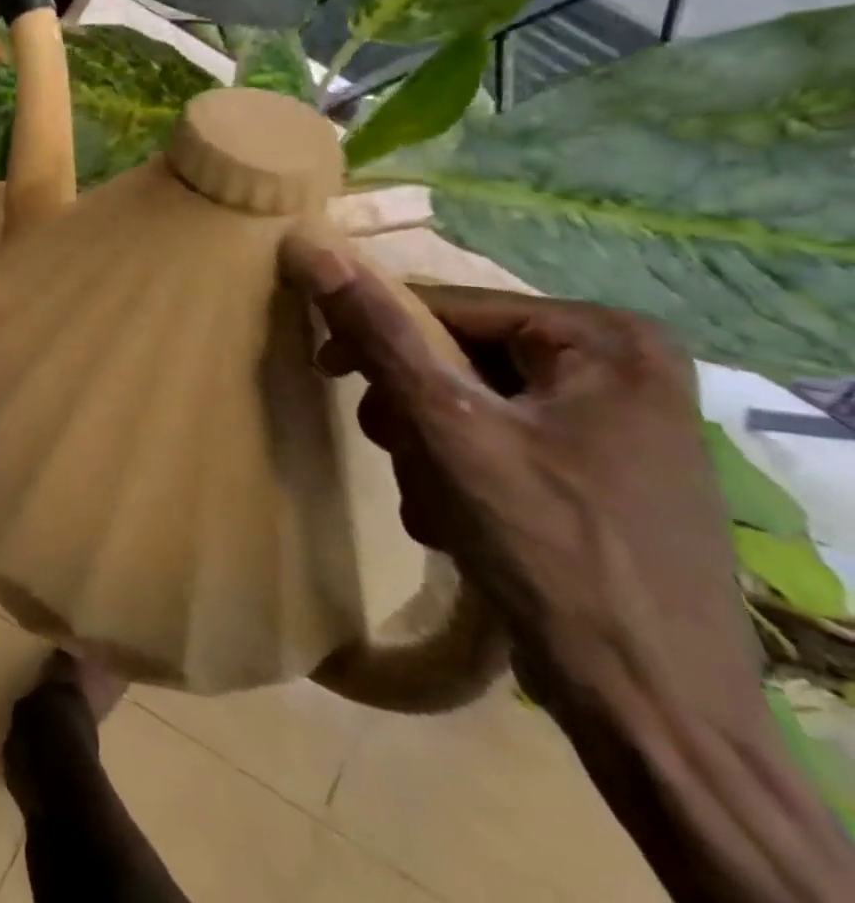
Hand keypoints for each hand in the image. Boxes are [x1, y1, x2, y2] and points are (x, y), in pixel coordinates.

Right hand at [282, 237, 749, 706]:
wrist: (651, 714)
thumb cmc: (552, 553)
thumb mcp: (447, 430)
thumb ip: (378, 335)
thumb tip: (311, 249)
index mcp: (606, 340)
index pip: (447, 307)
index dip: (377, 337)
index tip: (329, 374)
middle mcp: (620, 369)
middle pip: (457, 357)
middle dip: (410, 408)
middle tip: (396, 450)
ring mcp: (613, 424)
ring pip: (467, 402)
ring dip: (426, 447)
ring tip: (434, 501)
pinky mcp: (599, 473)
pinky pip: (496, 440)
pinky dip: (460, 474)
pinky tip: (458, 519)